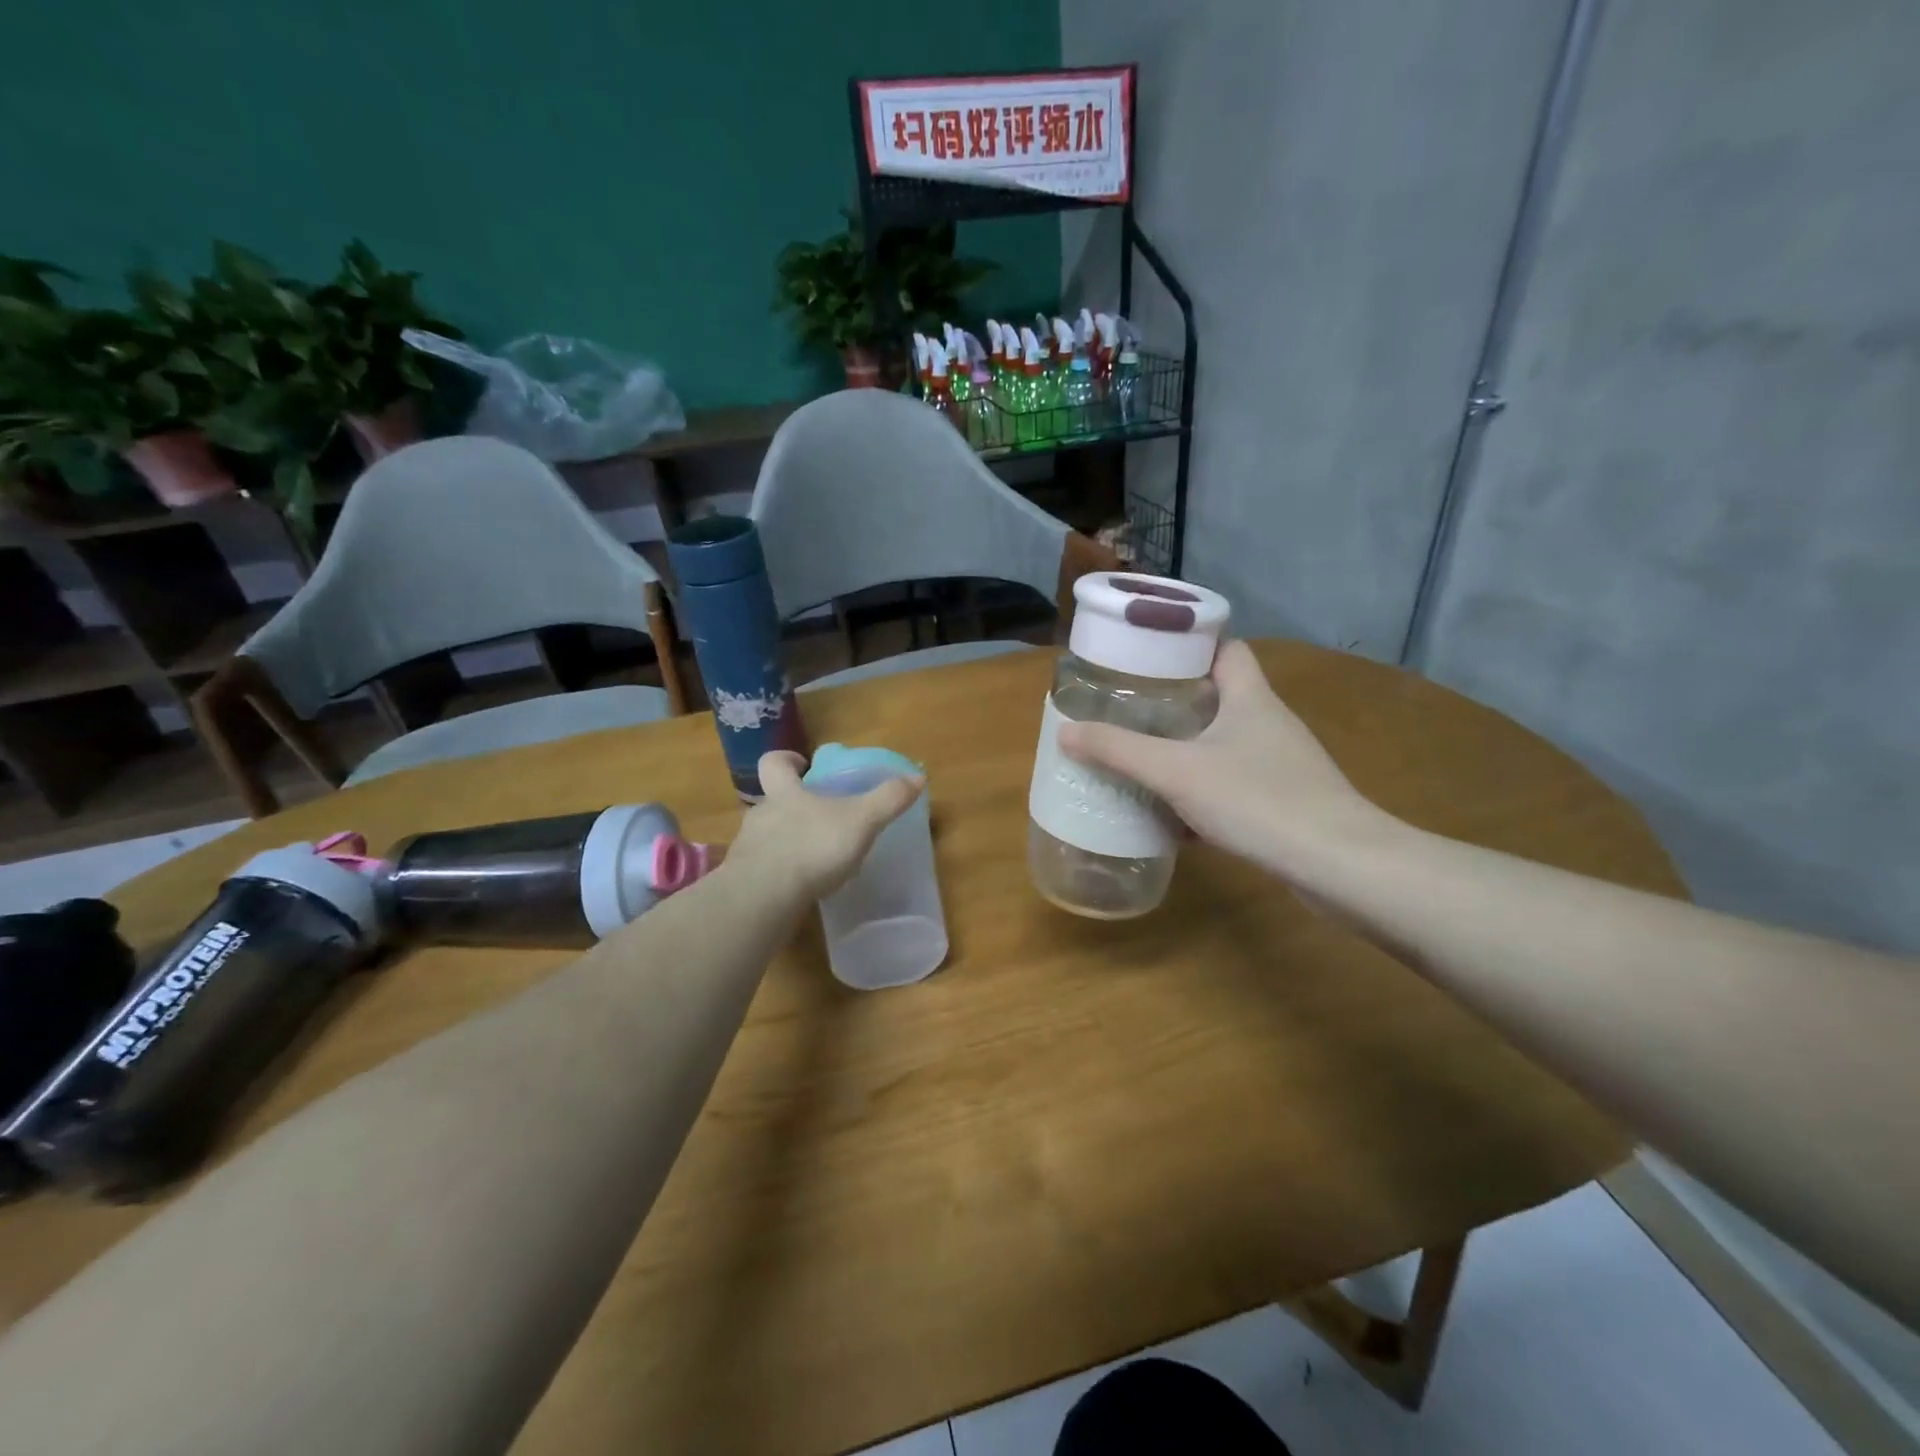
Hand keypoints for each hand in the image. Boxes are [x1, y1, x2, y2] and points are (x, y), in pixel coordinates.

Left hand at [725, 751, 923, 903]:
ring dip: (786, 843)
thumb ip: (888, 799)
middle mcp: (761, 815)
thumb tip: (919, 776)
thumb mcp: (861, 820)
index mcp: (784, 793)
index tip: (802, 765)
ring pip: (766, 837)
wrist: (764, 898)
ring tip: (814, 859)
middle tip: (820, 818)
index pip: (773, 763)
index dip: (786, 760)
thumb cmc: (813, 847)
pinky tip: (800, 888)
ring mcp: (748, 850)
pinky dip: (781, 875)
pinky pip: (763, 871)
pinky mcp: (743, 882)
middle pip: (772, 801)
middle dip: (793, 807)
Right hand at [1056, 640, 1390, 877]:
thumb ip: (1119, 750)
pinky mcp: (1285, 801)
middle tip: (1131, 708)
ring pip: (1225, 744)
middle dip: (1176, 702)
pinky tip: (1174, 816)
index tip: (1149, 654)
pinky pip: (1234, 785)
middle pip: (1221, 696)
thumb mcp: (1176, 771)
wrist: (1339, 864)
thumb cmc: (1258, 799)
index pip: (1226, 648)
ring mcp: (1281, 764)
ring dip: (1188, 749)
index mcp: (1250, 697)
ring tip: (1143, 757)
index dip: (1190, 645)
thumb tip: (1065, 731)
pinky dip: (1204, 792)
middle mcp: (1269, 722)